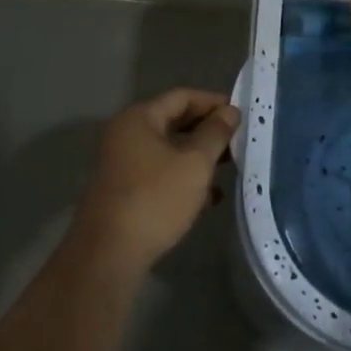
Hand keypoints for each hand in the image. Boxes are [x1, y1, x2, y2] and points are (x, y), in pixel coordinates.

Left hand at [72, 88, 240, 273]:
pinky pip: (160, 173)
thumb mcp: (194, 163)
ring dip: (198, 156)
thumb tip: (230, 112)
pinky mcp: (124, 191)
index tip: (242, 113)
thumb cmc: (155, 199)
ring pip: (169, 150)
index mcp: (139, 118)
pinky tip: (209, 198)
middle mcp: (126, 134)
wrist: (109, 255)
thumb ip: (215, 133)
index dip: (213, 102)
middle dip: (208, 130)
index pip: (182, 96)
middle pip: (174, 121)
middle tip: (239, 140)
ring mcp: (122, 164)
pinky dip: (183, 178)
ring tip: (230, 167)